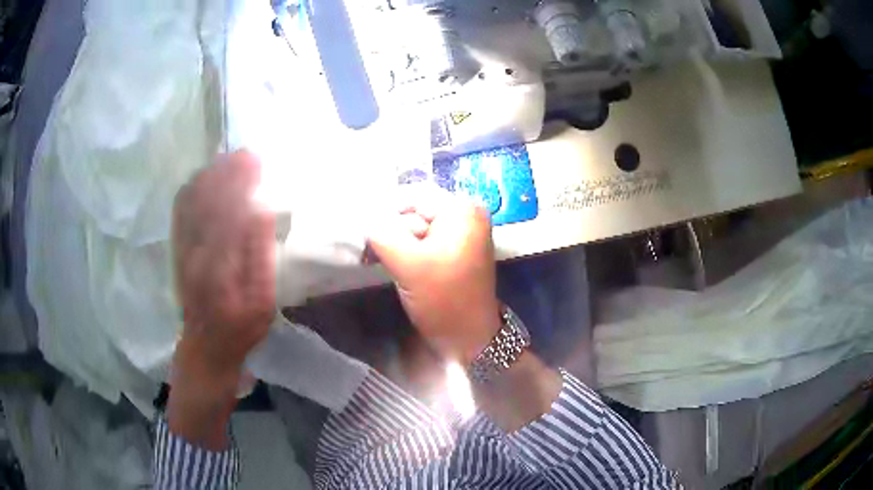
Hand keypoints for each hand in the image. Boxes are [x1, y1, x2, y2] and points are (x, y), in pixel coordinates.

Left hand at [169, 150, 274, 448]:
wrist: (205, 345)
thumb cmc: (240, 328)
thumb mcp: (262, 302)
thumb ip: (259, 257)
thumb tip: (261, 211)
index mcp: (218, 263)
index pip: (227, 209)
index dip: (239, 181)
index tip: (255, 160)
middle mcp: (194, 249)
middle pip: (206, 198)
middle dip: (225, 171)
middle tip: (246, 154)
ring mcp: (182, 247)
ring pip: (190, 200)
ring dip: (209, 175)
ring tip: (228, 160)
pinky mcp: (177, 248)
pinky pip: (180, 211)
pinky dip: (192, 188)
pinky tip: (204, 178)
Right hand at [368, 185, 501, 364]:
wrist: (468, 339)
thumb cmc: (443, 300)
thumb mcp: (408, 263)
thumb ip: (381, 233)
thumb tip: (362, 216)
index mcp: (461, 210)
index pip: (412, 195)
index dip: (384, 211)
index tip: (362, 233)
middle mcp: (465, 215)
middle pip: (414, 210)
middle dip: (389, 230)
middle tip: (369, 254)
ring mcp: (460, 234)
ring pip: (414, 227)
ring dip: (393, 243)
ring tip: (374, 260)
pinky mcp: (452, 252)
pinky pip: (422, 241)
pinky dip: (404, 251)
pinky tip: (389, 264)